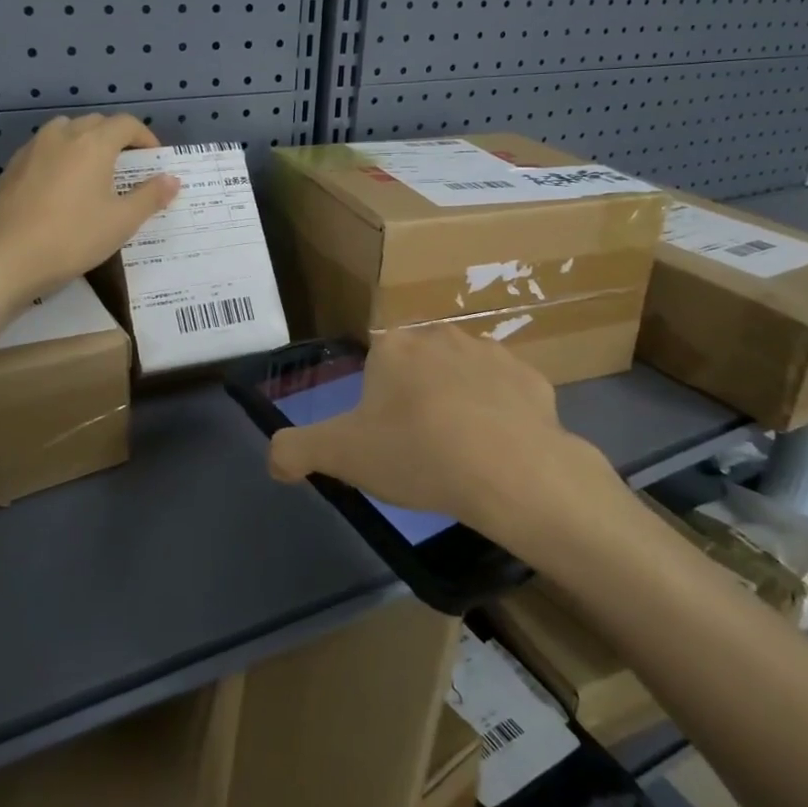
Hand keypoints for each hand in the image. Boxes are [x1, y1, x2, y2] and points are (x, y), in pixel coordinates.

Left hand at [0, 113, 179, 304]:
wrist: (3, 259)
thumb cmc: (72, 238)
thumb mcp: (121, 222)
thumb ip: (150, 197)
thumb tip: (172, 179)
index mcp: (92, 143)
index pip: (126, 124)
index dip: (145, 138)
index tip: (154, 160)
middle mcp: (61, 136)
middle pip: (95, 124)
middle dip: (116, 139)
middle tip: (128, 168)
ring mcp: (31, 150)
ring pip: (65, 133)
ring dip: (85, 144)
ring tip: (94, 175)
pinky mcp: (10, 168)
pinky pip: (44, 152)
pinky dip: (60, 159)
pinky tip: (61, 191)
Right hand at [268, 326, 622, 542]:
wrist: (509, 471)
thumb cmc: (417, 453)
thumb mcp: (340, 456)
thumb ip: (296, 451)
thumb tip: (275, 458)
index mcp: (394, 346)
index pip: (375, 366)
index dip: (376, 404)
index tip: (386, 440)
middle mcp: (441, 335)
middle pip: (419, 367)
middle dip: (417, 398)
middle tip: (420, 447)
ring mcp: (491, 353)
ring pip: (463, 377)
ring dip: (458, 403)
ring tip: (461, 452)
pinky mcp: (531, 378)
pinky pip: (505, 396)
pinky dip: (499, 416)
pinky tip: (498, 450)